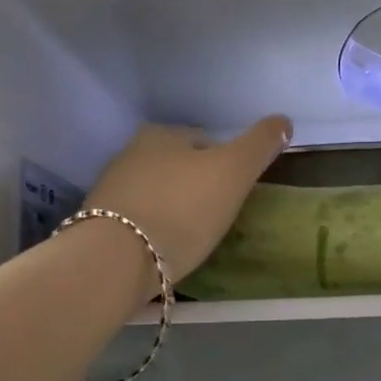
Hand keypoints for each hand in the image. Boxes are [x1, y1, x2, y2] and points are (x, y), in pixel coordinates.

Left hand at [87, 118, 291, 286]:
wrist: (116, 260)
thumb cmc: (182, 208)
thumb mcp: (233, 172)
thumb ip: (259, 144)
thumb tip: (283, 120)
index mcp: (161, 134)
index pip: (203, 141)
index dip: (224, 165)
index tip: (234, 193)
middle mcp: (129, 153)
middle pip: (176, 166)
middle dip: (195, 185)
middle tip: (216, 216)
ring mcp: (109, 189)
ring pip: (154, 192)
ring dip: (172, 207)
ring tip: (190, 236)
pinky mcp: (97, 224)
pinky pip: (137, 219)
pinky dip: (152, 228)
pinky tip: (163, 249)